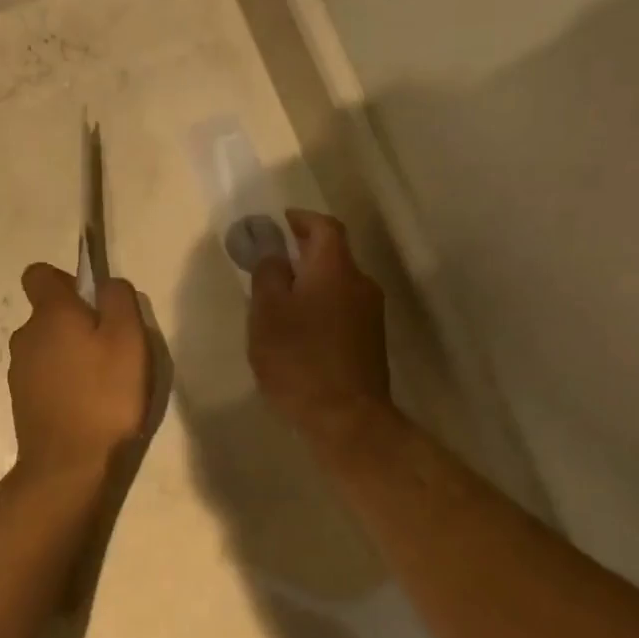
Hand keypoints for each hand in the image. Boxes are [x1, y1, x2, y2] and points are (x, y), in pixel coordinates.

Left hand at [8, 263, 149, 472]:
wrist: (69, 465)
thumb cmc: (104, 395)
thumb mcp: (128, 338)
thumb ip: (119, 299)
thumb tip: (107, 284)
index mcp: (50, 313)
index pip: (39, 274)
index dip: (65, 280)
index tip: (92, 302)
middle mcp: (26, 335)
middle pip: (47, 313)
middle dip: (75, 322)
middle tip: (110, 348)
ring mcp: (19, 370)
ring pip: (46, 346)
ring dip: (69, 354)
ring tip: (101, 381)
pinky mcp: (21, 400)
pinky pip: (43, 376)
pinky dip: (61, 381)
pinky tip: (85, 405)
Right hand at [249, 210, 394, 447]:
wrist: (346, 418)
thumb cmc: (299, 359)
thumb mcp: (267, 313)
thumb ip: (268, 275)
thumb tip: (273, 252)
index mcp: (335, 269)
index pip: (325, 227)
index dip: (302, 219)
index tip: (280, 222)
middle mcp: (361, 284)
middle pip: (334, 255)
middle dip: (304, 252)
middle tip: (272, 261)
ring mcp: (371, 315)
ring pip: (338, 284)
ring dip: (312, 282)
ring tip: (281, 298)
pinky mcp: (371, 342)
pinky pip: (343, 308)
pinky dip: (321, 305)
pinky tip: (300, 329)